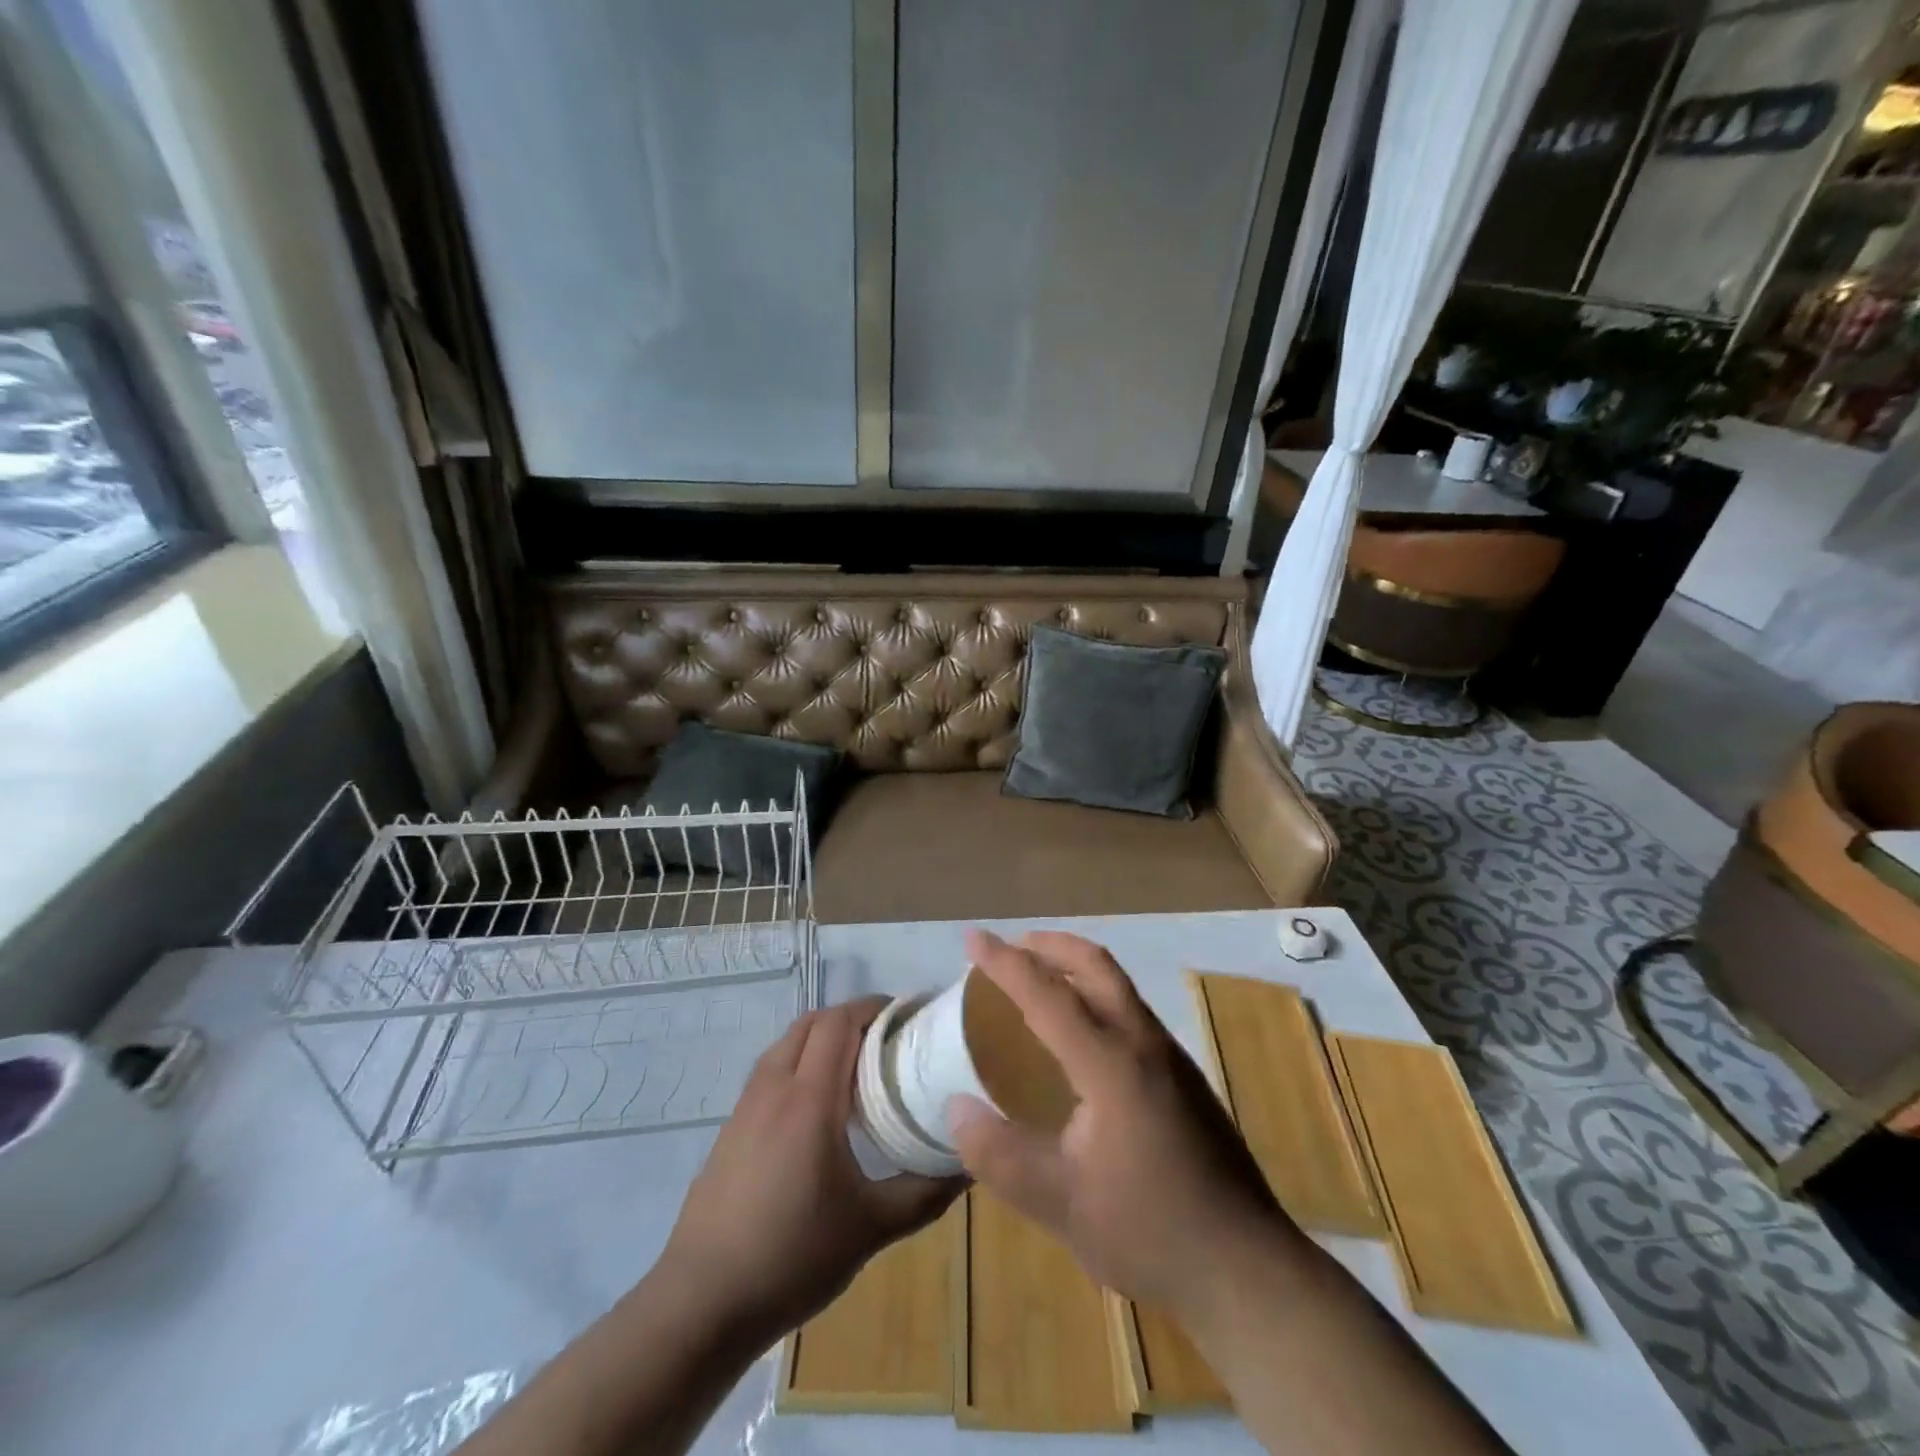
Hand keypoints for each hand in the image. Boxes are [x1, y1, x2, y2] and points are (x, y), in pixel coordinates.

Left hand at [659, 998, 962, 1347]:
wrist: (701, 1303)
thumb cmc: (792, 1257)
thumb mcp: (871, 1228)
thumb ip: (924, 1193)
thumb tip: (970, 1166)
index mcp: (809, 1099)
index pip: (839, 1022)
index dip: (872, 1007)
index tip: (906, 1016)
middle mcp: (774, 1088)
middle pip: (811, 1023)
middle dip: (850, 1018)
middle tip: (887, 1041)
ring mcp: (745, 1107)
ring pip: (786, 1044)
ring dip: (821, 1039)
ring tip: (855, 1070)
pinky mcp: (729, 1129)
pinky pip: (770, 1072)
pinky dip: (798, 1065)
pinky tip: (815, 1111)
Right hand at [949, 929, 1285, 1321]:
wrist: (1247, 1268)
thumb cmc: (1149, 1231)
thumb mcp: (1060, 1204)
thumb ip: (999, 1154)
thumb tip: (956, 1107)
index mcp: (1111, 1064)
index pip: (1047, 994)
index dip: (1005, 963)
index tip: (972, 938)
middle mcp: (1143, 1043)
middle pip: (1095, 965)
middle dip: (1050, 945)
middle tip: (1010, 946)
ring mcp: (1171, 1057)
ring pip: (1118, 985)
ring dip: (1075, 967)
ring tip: (1039, 979)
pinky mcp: (1185, 1077)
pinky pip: (1131, 1011)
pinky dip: (1096, 995)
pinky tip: (1081, 1035)